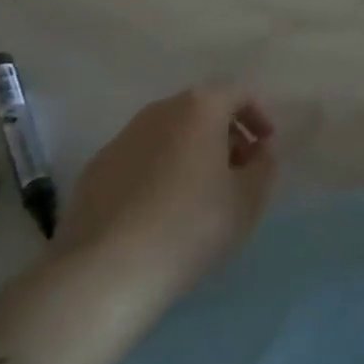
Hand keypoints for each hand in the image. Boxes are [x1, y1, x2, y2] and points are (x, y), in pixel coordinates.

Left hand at [54, 88, 276, 306]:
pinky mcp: (96, 167)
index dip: (259, 116)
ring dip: (191, 152)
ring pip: (169, 133)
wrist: (107, 269)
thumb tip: (260, 149)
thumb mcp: (247, 201)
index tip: (266, 148)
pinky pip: (140, 158)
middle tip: (238, 173)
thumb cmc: (191, 226)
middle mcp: (160, 110)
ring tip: (199, 195)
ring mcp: (123, 136)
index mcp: (200, 107)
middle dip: (225, 135)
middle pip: (202, 110)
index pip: (239, 94)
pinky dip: (158, 171)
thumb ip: (264, 167)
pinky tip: (159, 211)